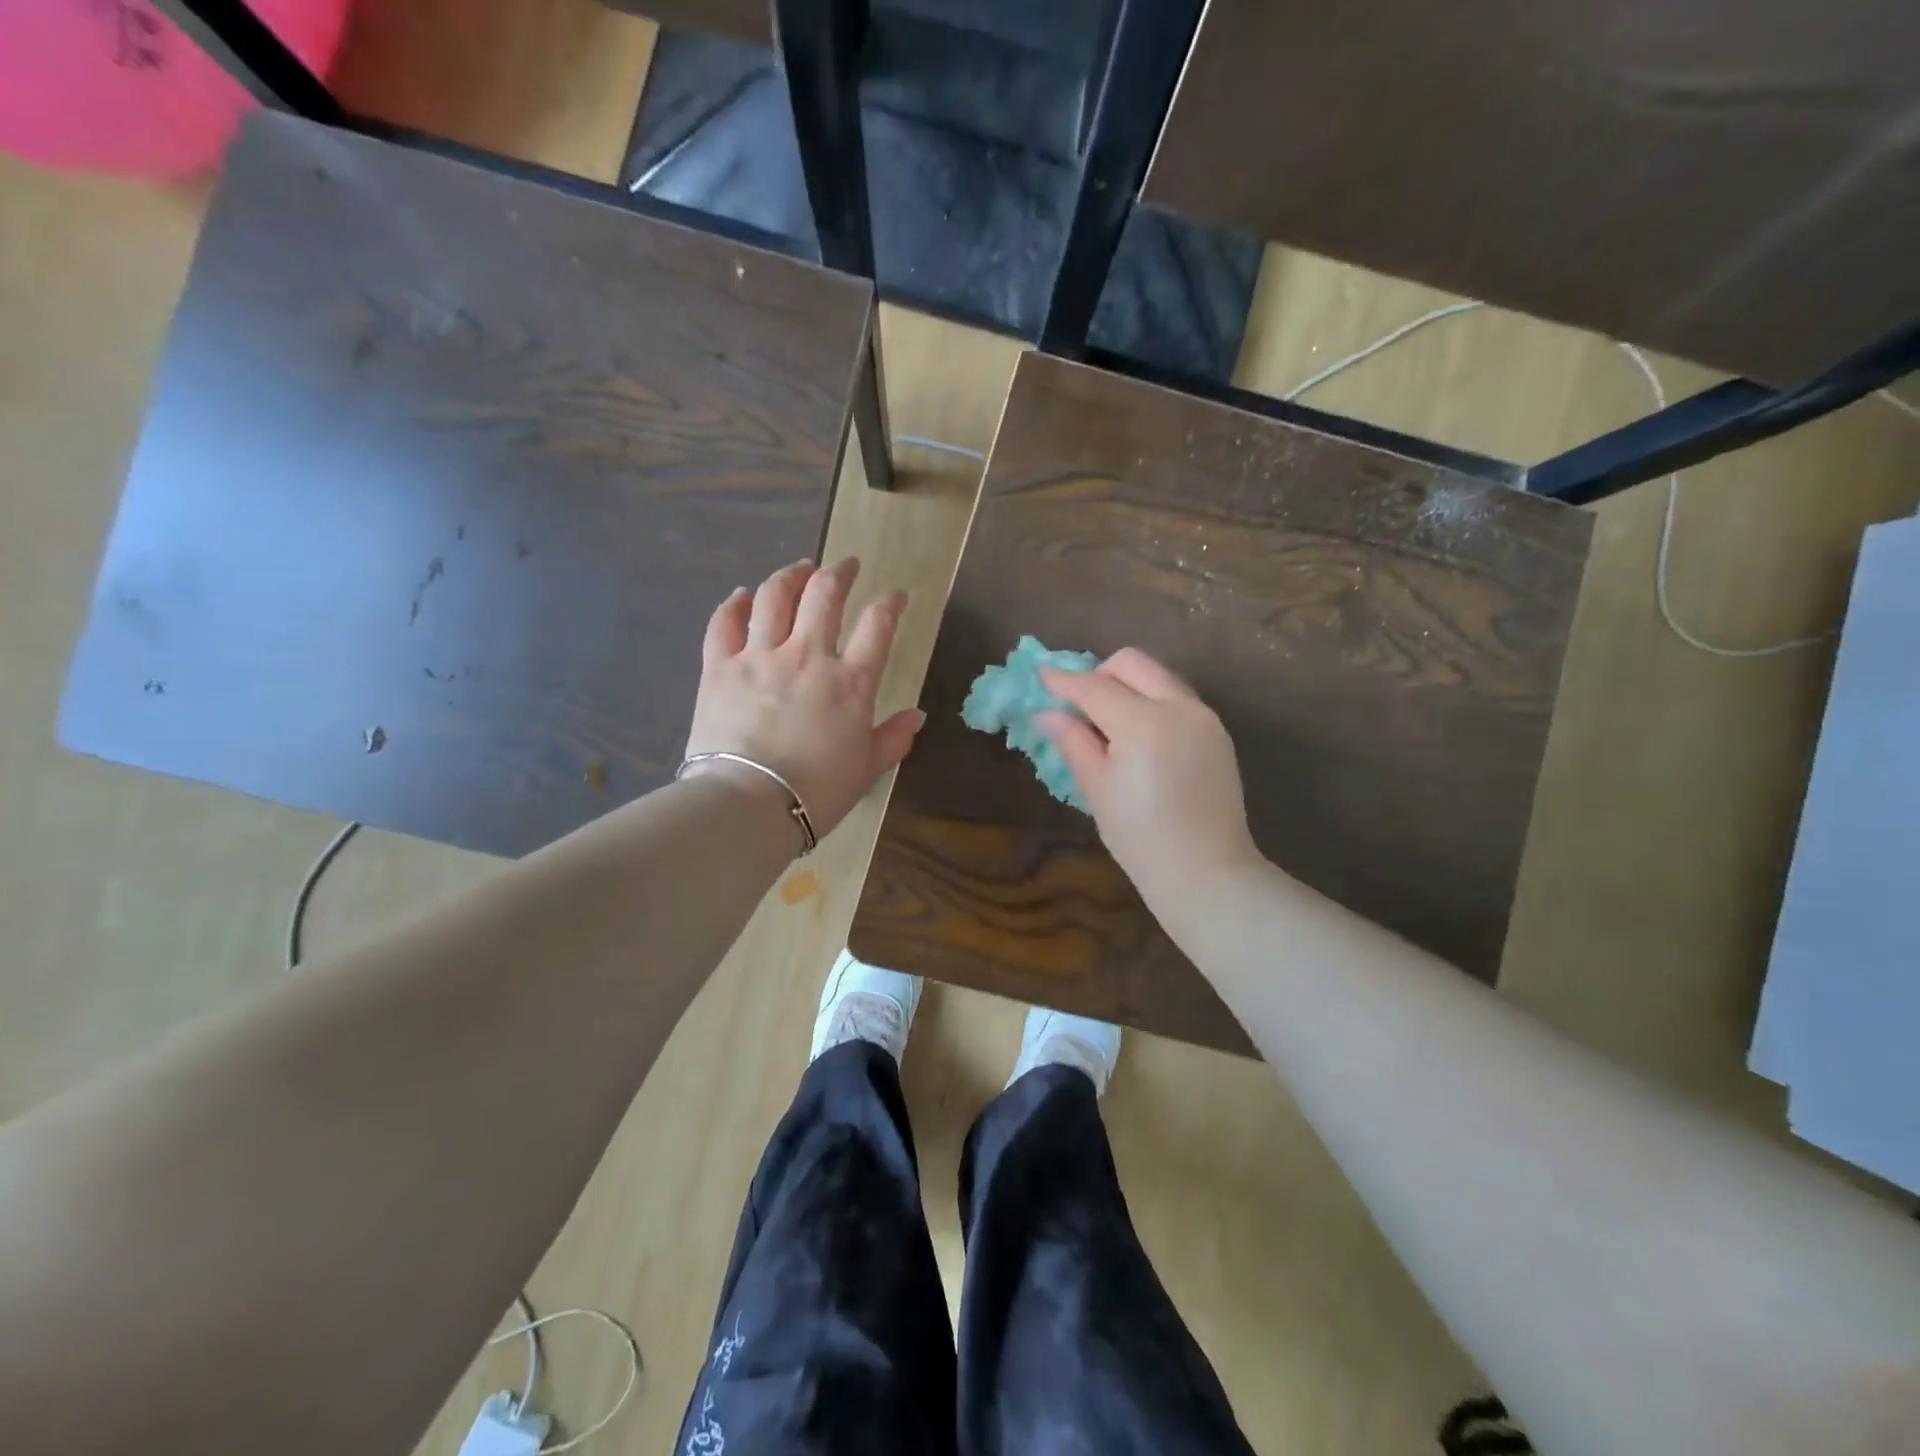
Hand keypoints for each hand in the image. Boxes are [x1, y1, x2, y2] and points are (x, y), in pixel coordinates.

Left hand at [685, 557, 924, 843]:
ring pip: (774, 597)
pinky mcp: (719, 667)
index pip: (878, 625)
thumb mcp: (867, 769)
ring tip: (799, 568)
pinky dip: (733, 603)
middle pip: (824, 595)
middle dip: (840, 572)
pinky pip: (724, 623)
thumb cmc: (817, 792)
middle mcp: (807, 656)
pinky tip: (742, 594)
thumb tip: (916, 715)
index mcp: (850, 682)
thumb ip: (893, 738)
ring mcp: (760, 657)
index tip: (896, 596)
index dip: (890, 604)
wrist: (749, 805)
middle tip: (846, 565)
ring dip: (790, 575)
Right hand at [1038, 649, 1260, 905]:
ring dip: (1129, 686)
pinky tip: (1141, 739)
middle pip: (1132, 663)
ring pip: (1159, 676)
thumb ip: (1073, 741)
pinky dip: (1153, 703)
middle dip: (1100, 673)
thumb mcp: (1097, 788)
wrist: (1206, 872)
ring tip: (1110, 724)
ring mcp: (1204, 717)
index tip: (1040, 674)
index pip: (1093, 687)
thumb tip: (1046, 713)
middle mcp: (1178, 707)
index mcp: (1143, 722)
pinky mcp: (1218, 732)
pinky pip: (1178, 698)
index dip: (1062, 680)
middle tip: (1081, 705)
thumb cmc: (1140, 837)